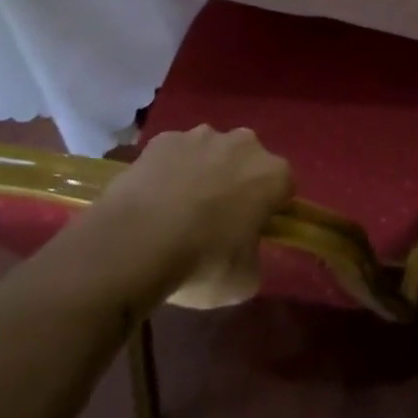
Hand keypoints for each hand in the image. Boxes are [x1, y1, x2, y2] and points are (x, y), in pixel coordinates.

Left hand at [96, 125, 292, 306]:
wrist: (134, 243)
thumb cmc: (202, 262)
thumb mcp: (243, 281)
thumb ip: (253, 257)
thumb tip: (244, 251)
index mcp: (273, 174)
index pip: (284, 186)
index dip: (270, 208)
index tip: (253, 230)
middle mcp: (243, 144)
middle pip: (248, 162)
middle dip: (238, 182)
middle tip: (217, 220)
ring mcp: (200, 136)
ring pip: (211, 153)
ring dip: (203, 172)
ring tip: (178, 210)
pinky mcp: (162, 139)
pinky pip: (174, 154)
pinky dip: (169, 170)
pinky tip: (153, 199)